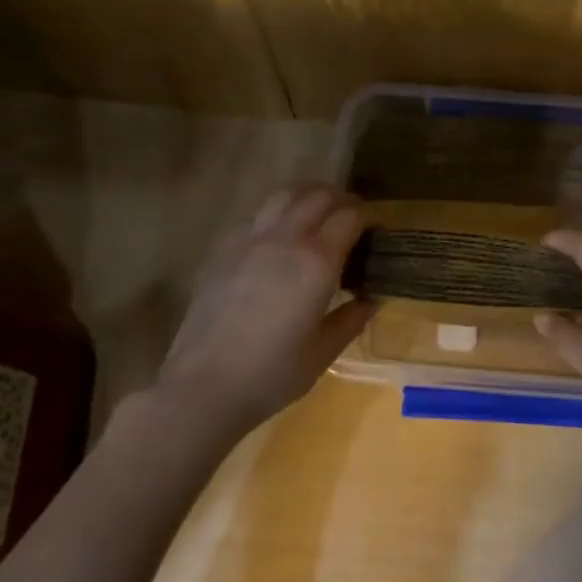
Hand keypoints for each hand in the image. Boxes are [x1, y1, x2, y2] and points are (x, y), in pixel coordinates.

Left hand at [156, 184, 375, 434]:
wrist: (204, 386)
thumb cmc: (272, 374)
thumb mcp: (323, 352)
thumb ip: (352, 319)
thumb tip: (371, 299)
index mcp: (316, 262)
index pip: (350, 217)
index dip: (369, 219)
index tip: (377, 233)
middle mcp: (285, 239)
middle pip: (318, 196)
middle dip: (342, 200)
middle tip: (353, 219)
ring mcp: (249, 241)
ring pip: (284, 196)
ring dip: (308, 197)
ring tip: (318, 214)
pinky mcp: (224, 251)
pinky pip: (257, 217)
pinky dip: (277, 215)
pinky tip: (279, 239)